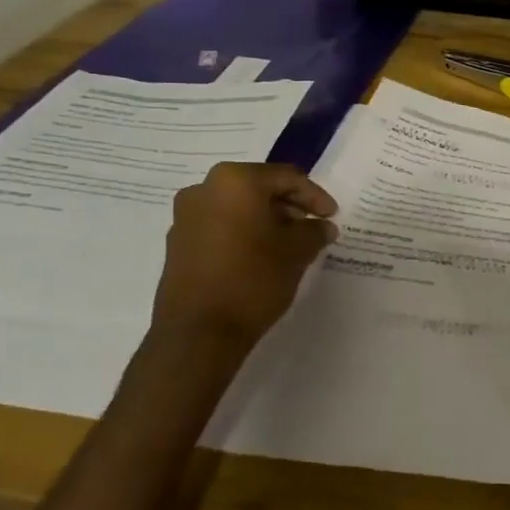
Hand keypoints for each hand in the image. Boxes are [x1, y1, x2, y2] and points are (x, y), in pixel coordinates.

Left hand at [150, 163, 338, 344]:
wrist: (198, 332)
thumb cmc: (253, 279)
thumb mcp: (297, 252)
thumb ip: (314, 231)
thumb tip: (322, 226)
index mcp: (236, 181)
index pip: (286, 178)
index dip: (315, 196)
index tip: (332, 216)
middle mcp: (205, 189)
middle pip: (258, 188)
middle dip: (288, 205)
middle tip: (311, 226)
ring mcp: (186, 216)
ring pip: (237, 206)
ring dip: (265, 219)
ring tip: (288, 243)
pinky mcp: (178, 242)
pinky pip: (219, 225)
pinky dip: (243, 232)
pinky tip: (260, 255)